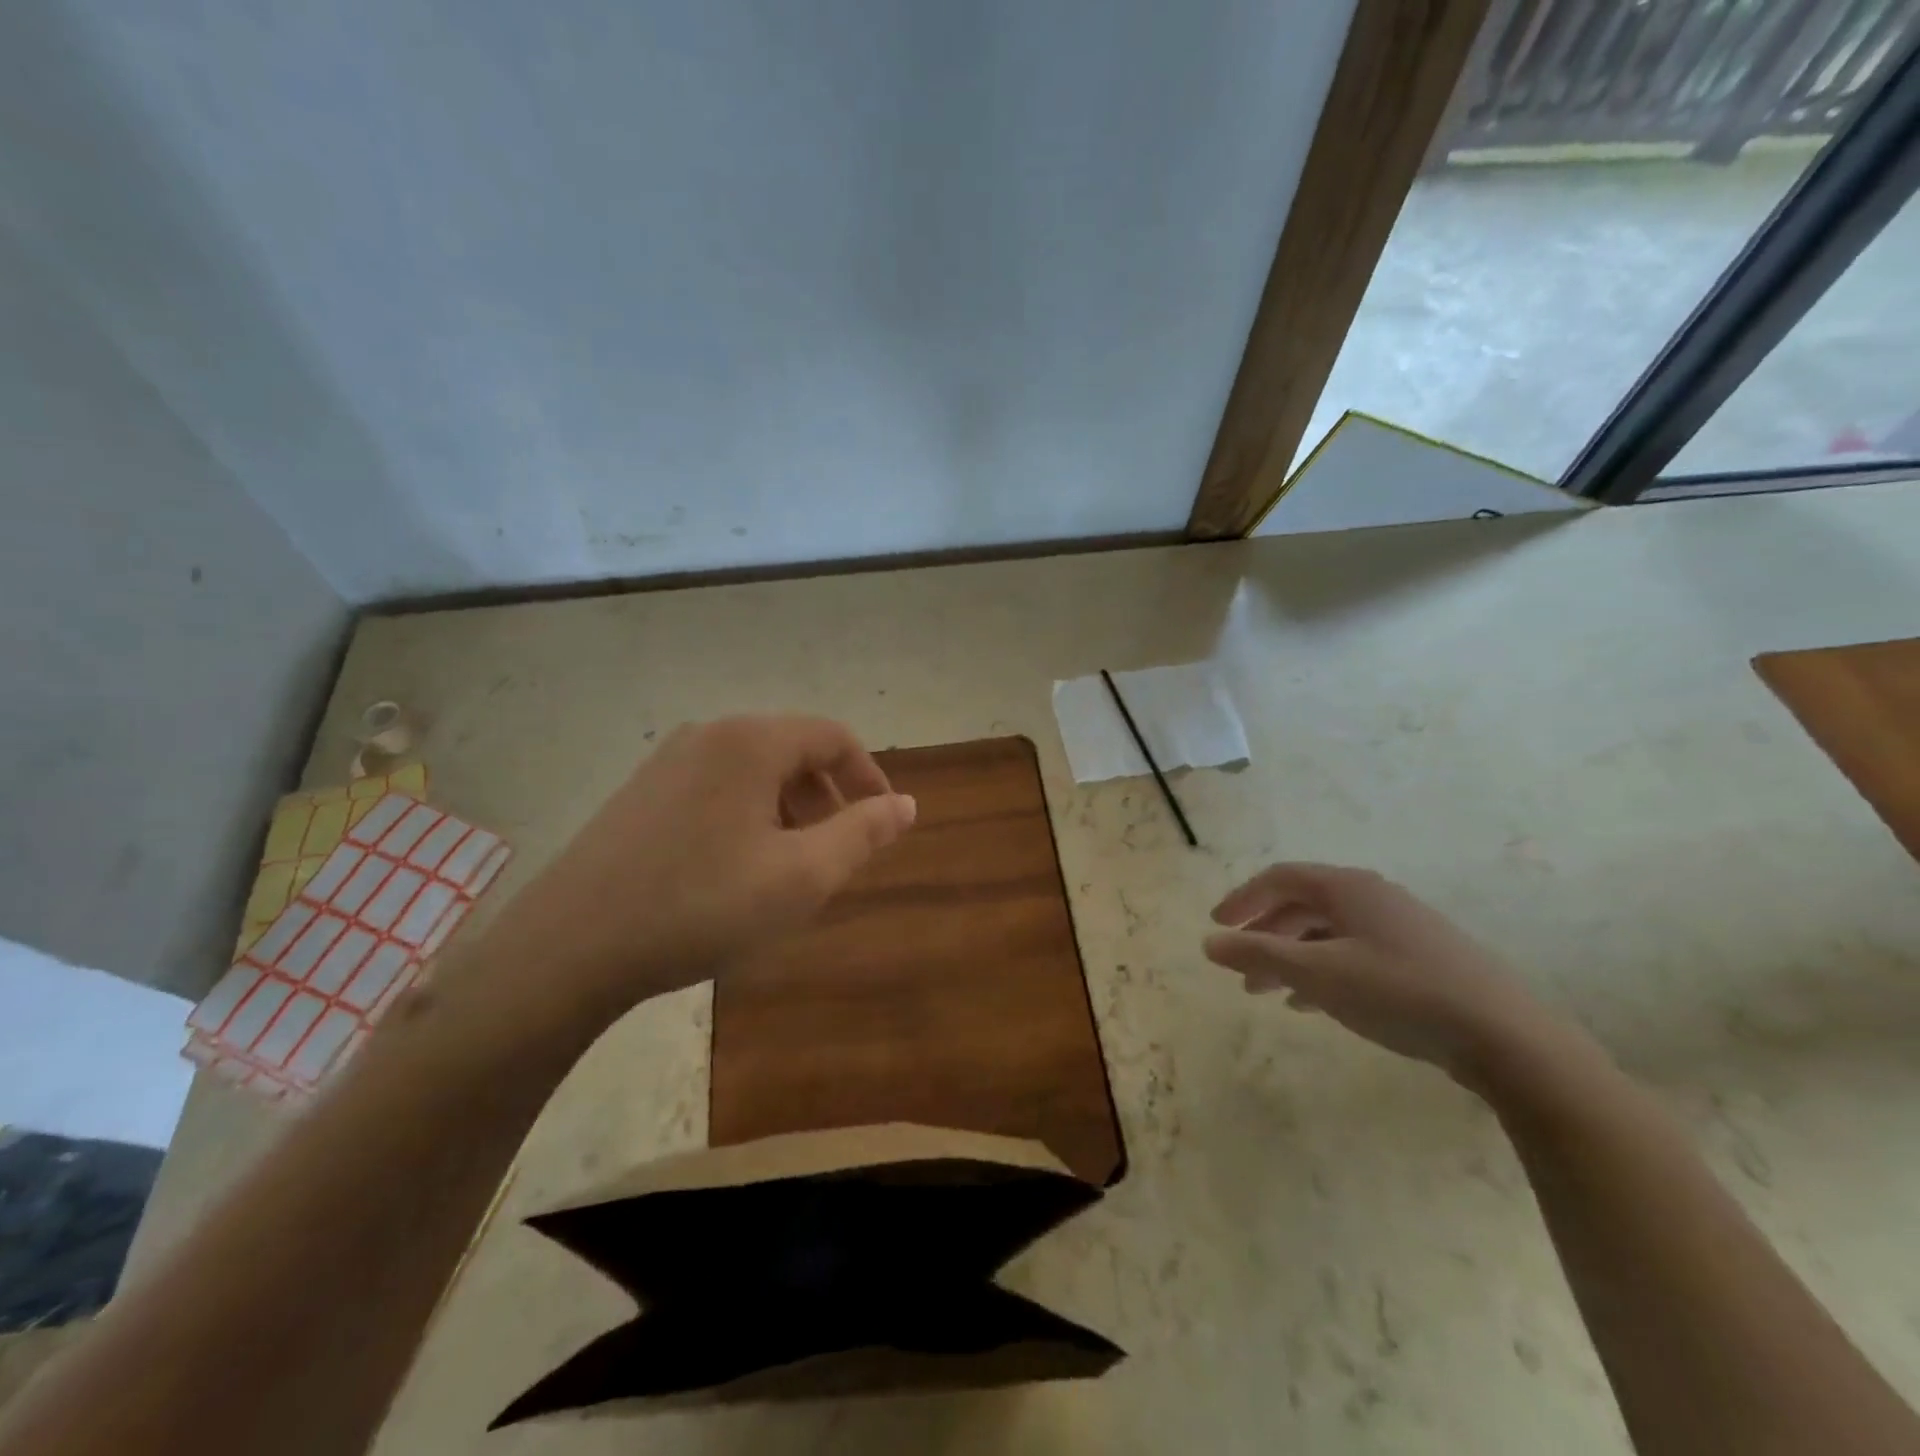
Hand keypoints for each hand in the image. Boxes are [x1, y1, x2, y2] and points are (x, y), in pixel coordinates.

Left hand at [479, 716, 915, 1027]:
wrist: (570, 948)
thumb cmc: (702, 905)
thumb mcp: (802, 876)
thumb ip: (863, 833)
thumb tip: (907, 803)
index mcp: (751, 741)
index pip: (833, 737)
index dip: (869, 776)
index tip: (884, 822)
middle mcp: (709, 735)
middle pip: (792, 750)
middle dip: (826, 797)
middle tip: (837, 852)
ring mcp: (667, 761)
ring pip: (753, 772)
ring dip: (788, 809)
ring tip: (789, 866)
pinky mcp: (640, 793)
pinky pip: (716, 788)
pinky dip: (747, 816)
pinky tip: (735, 869)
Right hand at [1203, 863, 1550, 1078]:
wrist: (1505, 1036)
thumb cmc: (1398, 992)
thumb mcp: (1317, 973)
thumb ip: (1258, 954)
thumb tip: (1209, 942)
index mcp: (1346, 887)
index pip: (1279, 879)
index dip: (1242, 899)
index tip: (1217, 927)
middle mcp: (1372, 896)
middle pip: (1302, 905)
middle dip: (1265, 936)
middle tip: (1240, 969)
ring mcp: (1401, 926)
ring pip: (1328, 933)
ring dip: (1292, 957)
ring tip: (1268, 993)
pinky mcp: (1421, 957)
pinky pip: (1354, 953)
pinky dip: (1324, 971)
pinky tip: (1312, 1004)